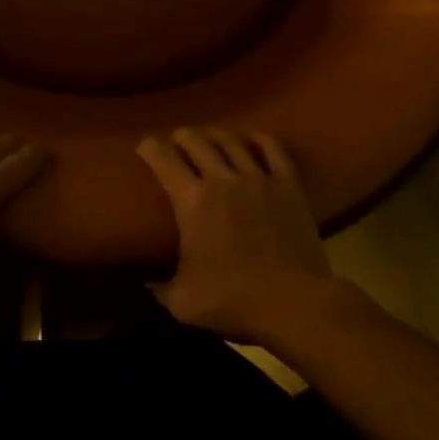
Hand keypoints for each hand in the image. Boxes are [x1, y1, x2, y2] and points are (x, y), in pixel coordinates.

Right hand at [138, 127, 332, 343]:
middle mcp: (222, 179)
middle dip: (181, 137)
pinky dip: (260, 140)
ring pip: (232, 142)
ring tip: (209, 137)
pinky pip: (273, 150)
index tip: (144, 148)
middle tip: (176, 142)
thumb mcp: (183, 303)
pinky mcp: (288, 186)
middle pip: (196, 142)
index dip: (149, 147)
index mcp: (191, 201)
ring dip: (215, 135)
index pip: (162, 159)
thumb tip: (147, 284)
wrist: (294, 304)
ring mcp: (258, 179)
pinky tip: (253, 138)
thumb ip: (161, 289)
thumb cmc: (233, 301)